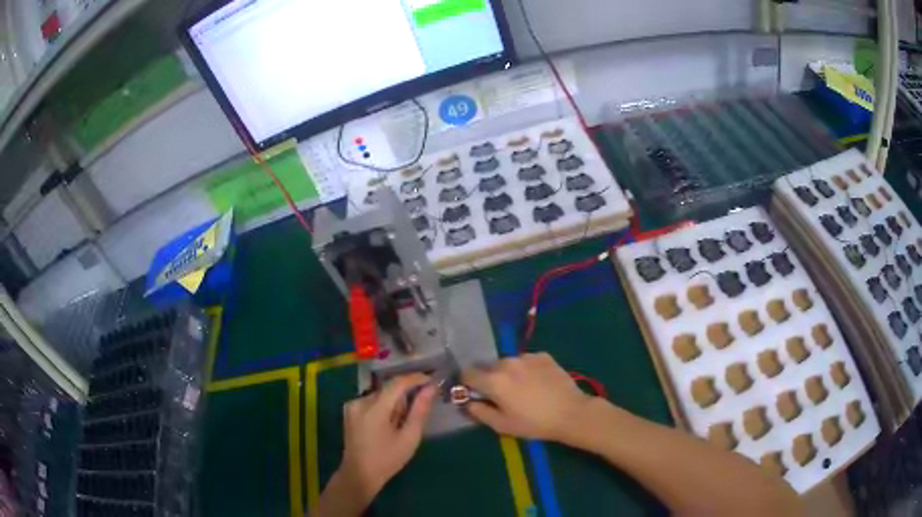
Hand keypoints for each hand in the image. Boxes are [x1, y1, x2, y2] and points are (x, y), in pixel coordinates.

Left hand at [336, 374, 435, 502]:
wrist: (359, 474)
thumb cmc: (387, 459)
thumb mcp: (409, 438)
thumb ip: (420, 411)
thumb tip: (430, 388)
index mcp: (374, 409)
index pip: (397, 383)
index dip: (415, 378)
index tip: (431, 381)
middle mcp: (360, 401)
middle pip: (389, 389)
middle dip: (404, 398)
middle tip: (413, 416)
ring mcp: (351, 405)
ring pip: (381, 395)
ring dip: (393, 404)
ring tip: (398, 425)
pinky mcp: (349, 410)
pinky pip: (371, 401)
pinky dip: (383, 408)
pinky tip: (386, 426)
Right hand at [462, 353, 594, 444]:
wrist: (571, 413)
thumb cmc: (534, 423)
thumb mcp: (502, 425)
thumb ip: (479, 412)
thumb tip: (467, 402)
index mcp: (493, 380)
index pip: (467, 373)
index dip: (467, 384)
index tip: (476, 395)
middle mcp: (507, 363)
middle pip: (488, 368)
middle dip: (490, 380)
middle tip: (502, 397)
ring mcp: (526, 356)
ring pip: (508, 363)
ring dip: (509, 374)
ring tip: (523, 390)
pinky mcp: (543, 355)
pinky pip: (526, 361)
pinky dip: (526, 370)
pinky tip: (538, 384)